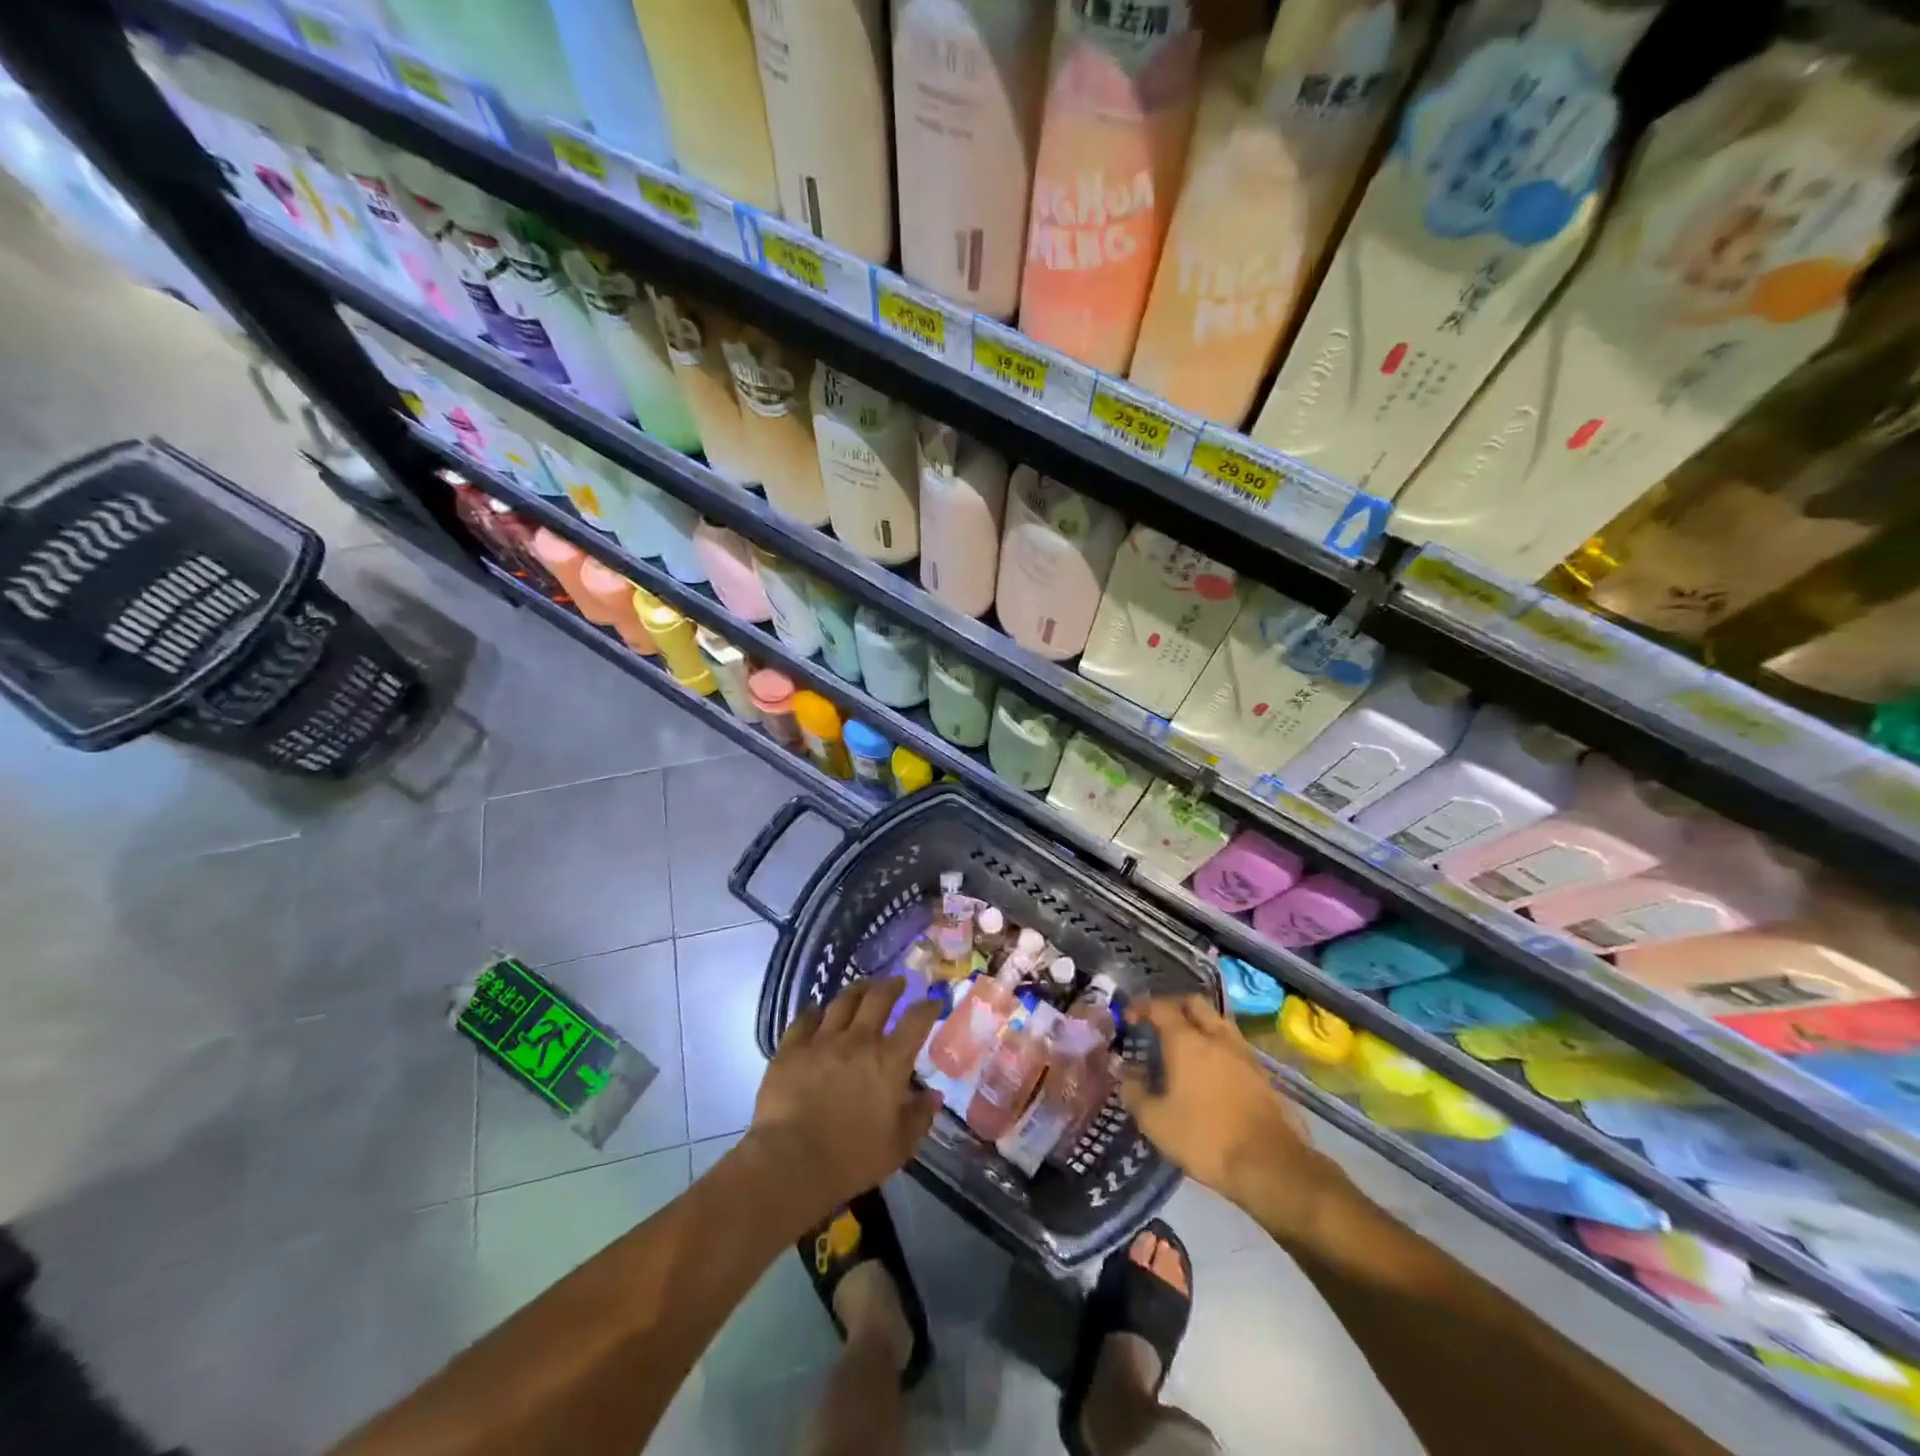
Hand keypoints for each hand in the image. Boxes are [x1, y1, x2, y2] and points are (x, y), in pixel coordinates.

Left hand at [746, 978, 941, 1229]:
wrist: (791, 1162)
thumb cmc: (851, 1159)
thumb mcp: (898, 1147)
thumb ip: (918, 1118)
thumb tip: (933, 1096)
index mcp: (890, 1061)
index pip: (916, 1021)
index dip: (927, 1007)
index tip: (933, 1002)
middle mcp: (859, 1040)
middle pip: (878, 998)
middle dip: (891, 986)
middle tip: (897, 982)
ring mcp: (822, 1040)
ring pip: (842, 1001)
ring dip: (856, 990)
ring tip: (862, 988)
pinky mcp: (791, 1048)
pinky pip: (804, 1019)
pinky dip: (814, 1012)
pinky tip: (816, 1012)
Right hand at [1120, 996, 1335, 1237]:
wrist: (1269, 1165)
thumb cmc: (1205, 1138)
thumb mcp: (1156, 1121)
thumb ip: (1134, 1092)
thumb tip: (1126, 1072)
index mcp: (1186, 1041)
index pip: (1160, 1007)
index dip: (1141, 1007)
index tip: (1128, 1018)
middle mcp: (1216, 1037)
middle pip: (1194, 1003)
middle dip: (1173, 1005)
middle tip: (1158, 1022)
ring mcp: (1243, 1053)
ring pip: (1218, 1021)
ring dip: (1199, 1023)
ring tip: (1184, 1043)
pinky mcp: (1261, 1073)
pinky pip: (1233, 1044)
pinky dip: (1216, 1044)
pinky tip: (1209, 1068)